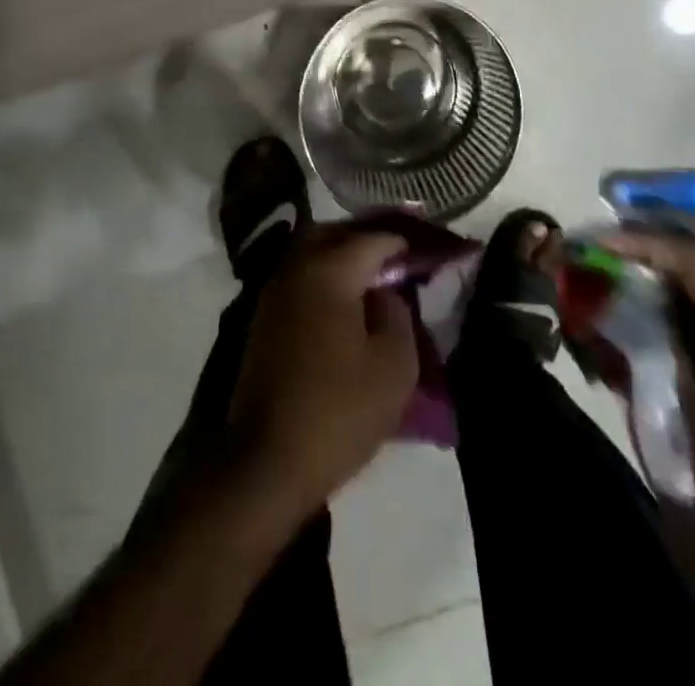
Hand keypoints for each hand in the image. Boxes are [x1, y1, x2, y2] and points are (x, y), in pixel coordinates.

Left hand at [226, 226, 419, 512]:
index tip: (431, 249)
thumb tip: (386, 290)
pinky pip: (300, 277)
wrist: (267, 461)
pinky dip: (325, 276)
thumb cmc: (338, 411)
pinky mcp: (263, 318)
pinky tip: (345, 302)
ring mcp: (274, 292)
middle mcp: (296, 268)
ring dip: (343, 255)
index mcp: (329, 271)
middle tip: (399, 254)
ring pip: (312, 252)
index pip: (374, 238)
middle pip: (336, 234)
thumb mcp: (393, 366)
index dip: (406, 242)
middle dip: (368, 238)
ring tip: (375, 276)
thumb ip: (398, 313)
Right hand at [603, 224, 694, 534]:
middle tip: (616, 220)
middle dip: (668, 226)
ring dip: (680, 244)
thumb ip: (642, 328)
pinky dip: (689, 274)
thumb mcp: (665, 396)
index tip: (600, 239)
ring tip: (631, 237)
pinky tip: (654, 277)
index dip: (646, 241)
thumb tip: (606, 278)